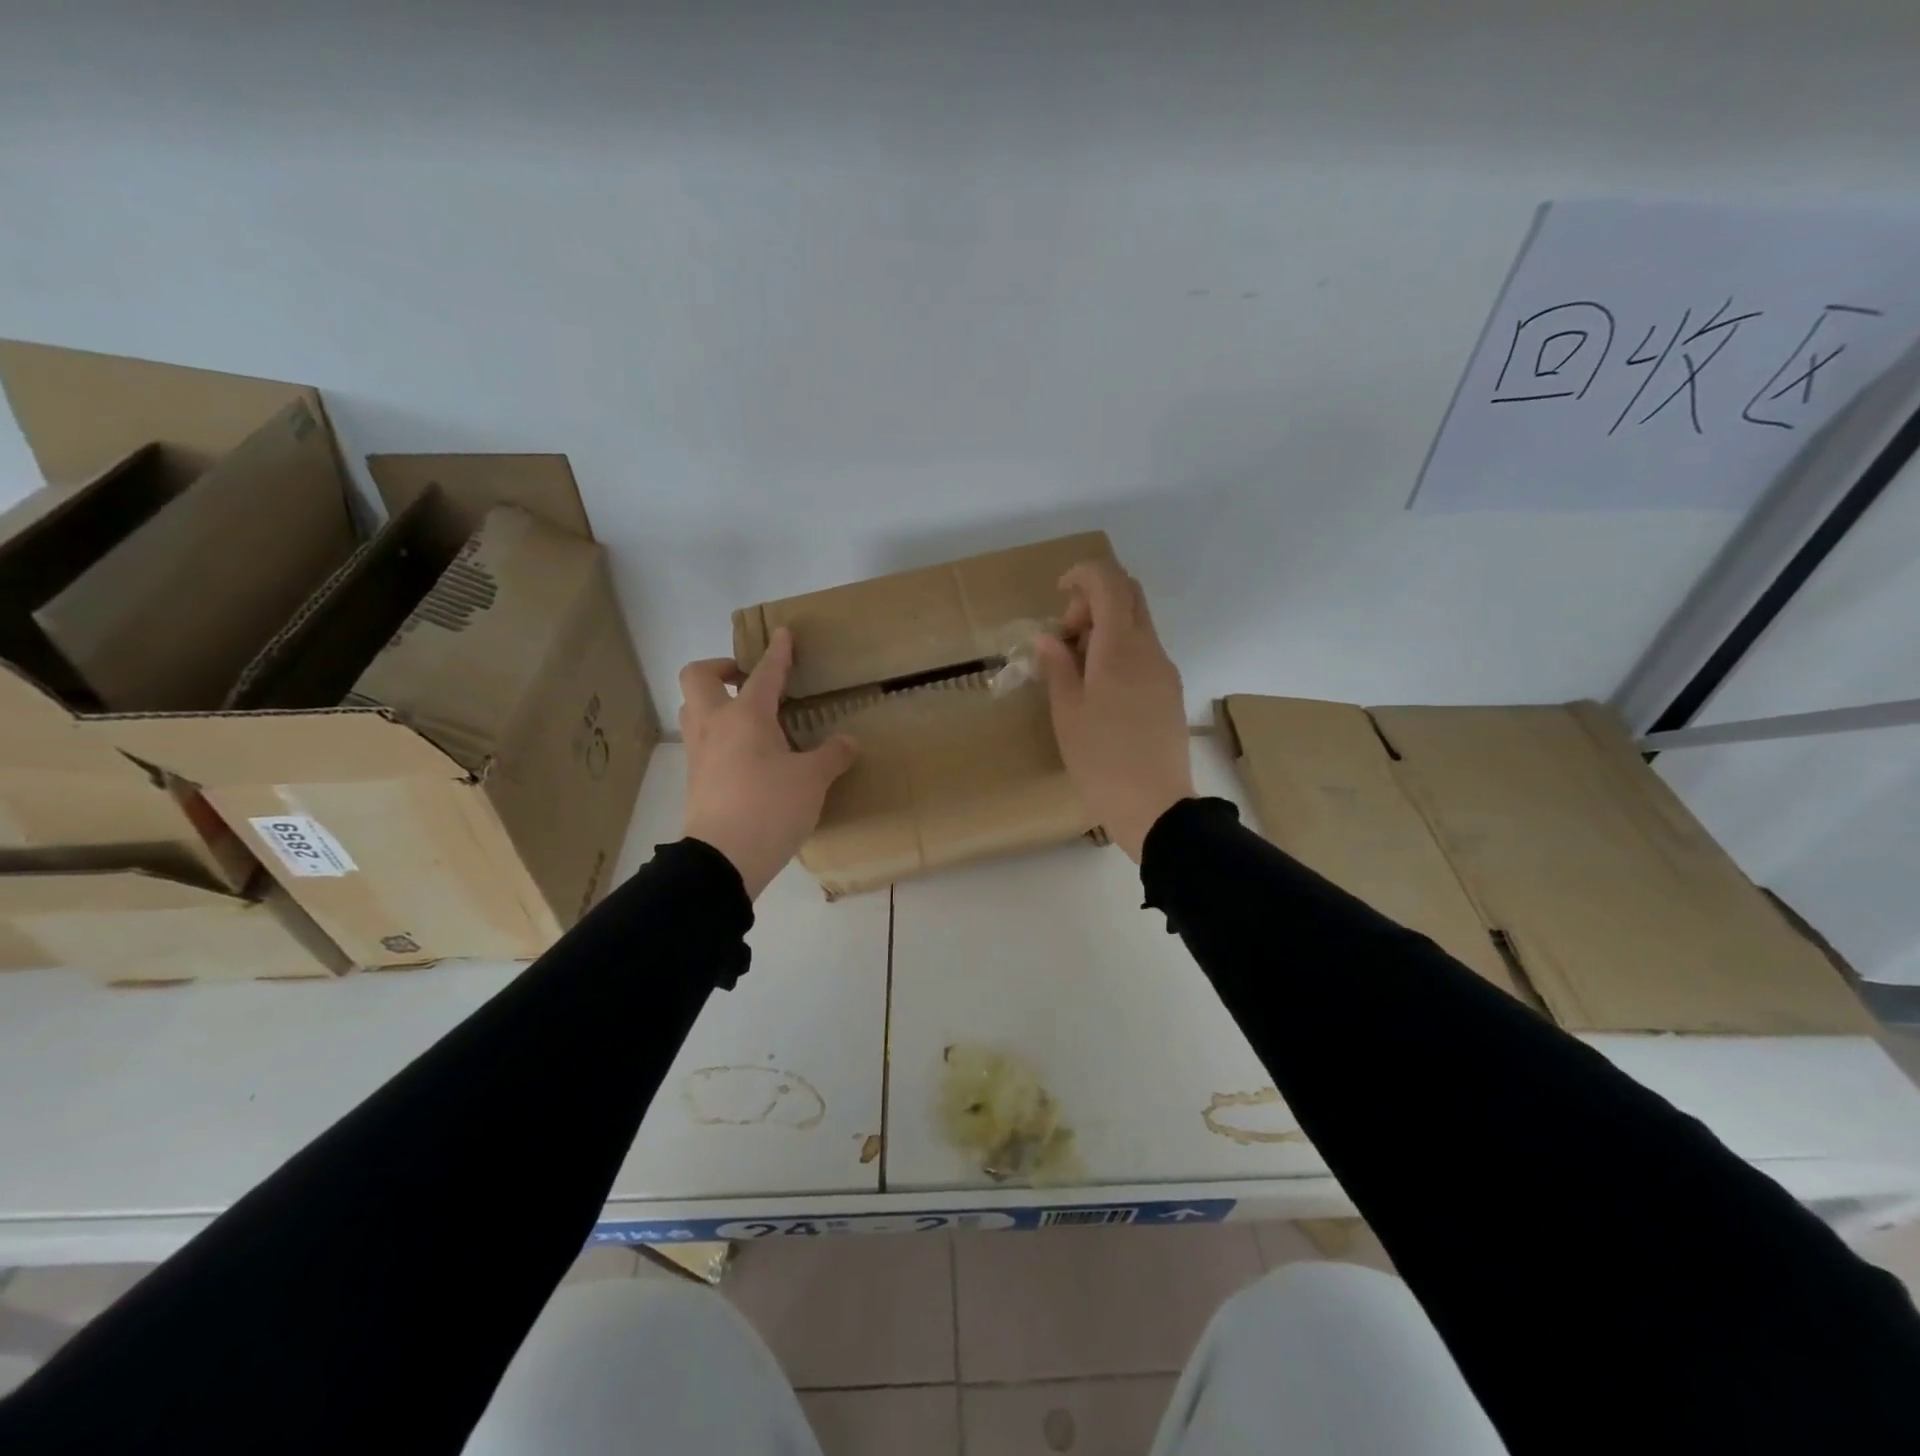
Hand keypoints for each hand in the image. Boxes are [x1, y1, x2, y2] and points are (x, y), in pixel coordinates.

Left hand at [679, 628, 857, 898]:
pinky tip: (746, 756)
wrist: (722, 860)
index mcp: (745, 716)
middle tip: (747, 680)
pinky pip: (702, 743)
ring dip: (714, 702)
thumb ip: (831, 756)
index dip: (777, 652)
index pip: (764, 673)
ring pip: (694, 710)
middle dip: (720, 669)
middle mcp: (715, 726)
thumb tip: (848, 742)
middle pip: (698, 678)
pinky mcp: (695, 781)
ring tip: (746, 717)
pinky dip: (719, 737)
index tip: (782, 633)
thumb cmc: (770, 807)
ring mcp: (699, 754)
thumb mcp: (812, 781)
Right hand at [1035, 559, 1193, 861]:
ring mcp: (1165, 669)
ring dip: (1106, 627)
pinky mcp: (1170, 690)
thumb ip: (1057, 666)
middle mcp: (1149, 649)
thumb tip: (1049, 638)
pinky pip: (1144, 650)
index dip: (1082, 575)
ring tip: (1077, 669)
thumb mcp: (1066, 712)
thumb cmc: (1100, 759)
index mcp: (1120, 648)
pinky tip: (1099, 688)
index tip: (1058, 594)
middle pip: (1129, 595)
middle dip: (1093, 600)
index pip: (1109, 582)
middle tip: (1067, 637)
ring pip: (1137, 623)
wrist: (1154, 805)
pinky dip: (1119, 649)